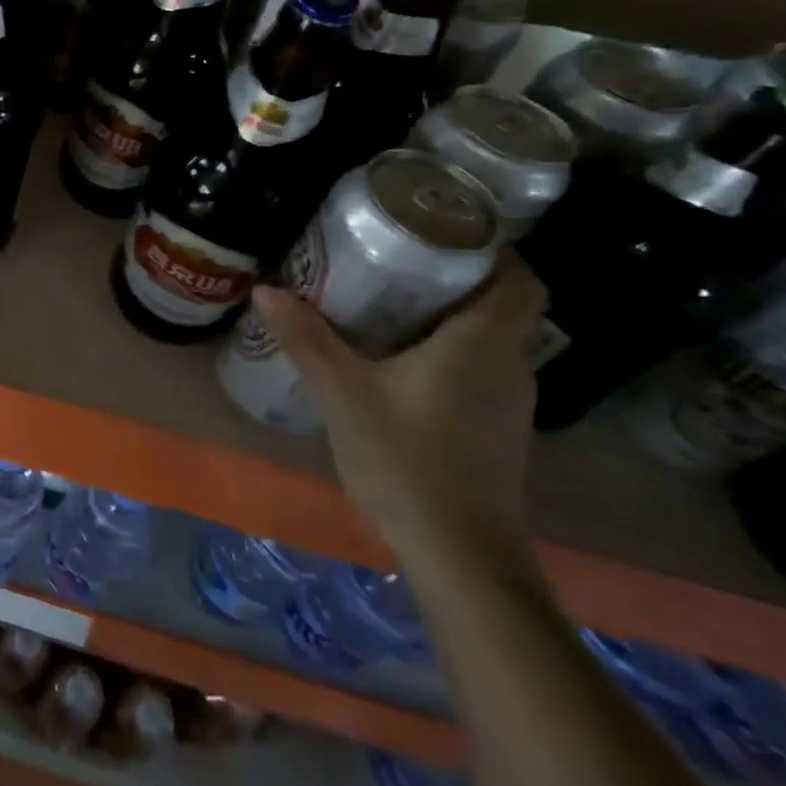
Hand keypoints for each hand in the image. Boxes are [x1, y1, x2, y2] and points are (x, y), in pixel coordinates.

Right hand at [251, 256, 546, 575]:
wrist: (461, 558)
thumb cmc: (407, 462)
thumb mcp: (343, 393)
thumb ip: (306, 339)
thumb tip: (266, 290)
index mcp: (482, 345)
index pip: (519, 279)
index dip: (492, 248)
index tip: (443, 228)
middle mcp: (507, 366)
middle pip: (498, 304)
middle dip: (452, 275)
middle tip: (394, 257)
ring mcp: (505, 402)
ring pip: (486, 337)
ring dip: (445, 314)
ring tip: (384, 299)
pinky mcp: (494, 429)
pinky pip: (476, 367)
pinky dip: (444, 349)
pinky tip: (394, 358)